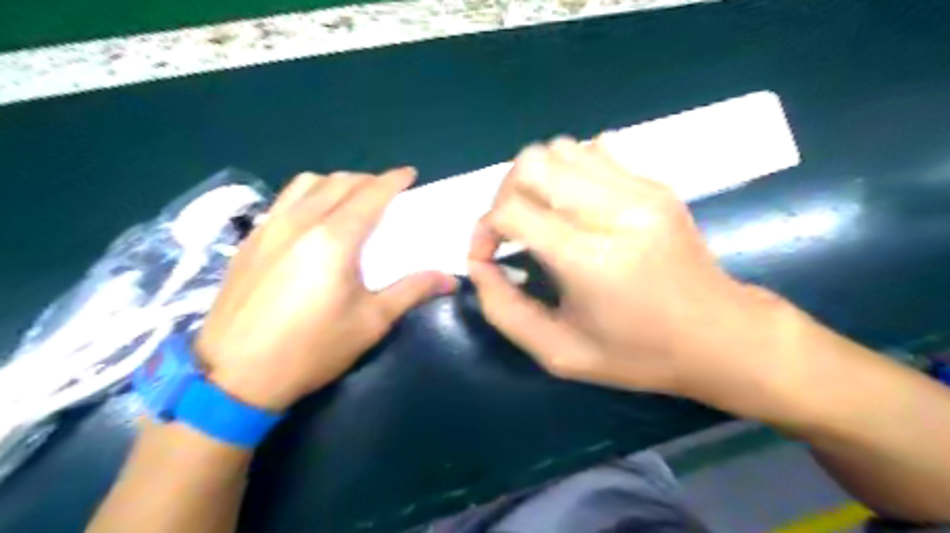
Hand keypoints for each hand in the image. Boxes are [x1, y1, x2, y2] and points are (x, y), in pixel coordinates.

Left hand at [195, 169, 455, 410]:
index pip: (370, 194)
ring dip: (335, 183)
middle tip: (386, 192)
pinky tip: (313, 221)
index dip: (392, 180)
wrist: (234, 377)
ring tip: (350, 200)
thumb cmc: (312, 349)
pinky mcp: (249, 241)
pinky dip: (308, 196)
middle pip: (339, 182)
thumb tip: (449, 279)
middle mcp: (299, 222)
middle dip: (368, 180)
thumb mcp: (371, 322)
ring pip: (306, 184)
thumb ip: (411, 291)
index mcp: (334, 240)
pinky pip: (284, 201)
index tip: (409, 174)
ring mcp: (268, 228)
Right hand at [466, 138, 808, 424]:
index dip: (485, 228)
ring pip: (559, 149)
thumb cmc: (638, 354)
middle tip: (513, 230)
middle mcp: (614, 210)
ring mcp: (640, 189)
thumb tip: (479, 264)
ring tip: (543, 216)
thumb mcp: (559, 353)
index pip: (511, 209)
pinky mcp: (655, 184)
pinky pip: (593, 151)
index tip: (489, 254)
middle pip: (531, 164)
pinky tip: (576, 205)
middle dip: (505, 194)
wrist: (720, 335)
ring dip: (537, 180)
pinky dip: (569, 172)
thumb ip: (504, 310)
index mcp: (589, 259)